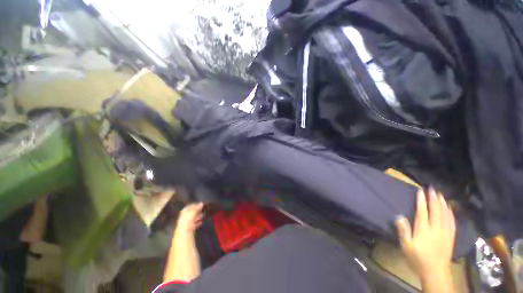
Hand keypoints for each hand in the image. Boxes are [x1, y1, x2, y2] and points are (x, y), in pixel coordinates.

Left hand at [175, 202, 203, 235]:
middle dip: (198, 211)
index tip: (202, 204)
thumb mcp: (192, 212)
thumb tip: (201, 203)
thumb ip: (197, 208)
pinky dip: (198, 222)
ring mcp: (187, 222)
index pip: (190, 206)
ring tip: (203, 215)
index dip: (195, 205)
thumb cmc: (187, 221)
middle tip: (204, 209)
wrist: (184, 233)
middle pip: (192, 212)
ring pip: (194, 218)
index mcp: (184, 211)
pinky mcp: (190, 228)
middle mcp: (185, 216)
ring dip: (199, 216)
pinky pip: (195, 223)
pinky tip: (201, 222)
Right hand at [395, 188, 455, 277]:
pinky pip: (452, 222)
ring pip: (445, 215)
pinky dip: (450, 213)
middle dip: (434, 199)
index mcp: (424, 230)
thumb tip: (399, 216)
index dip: (421, 201)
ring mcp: (445, 232)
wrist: (435, 272)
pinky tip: (450, 208)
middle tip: (432, 189)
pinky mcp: (451, 237)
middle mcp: (436, 229)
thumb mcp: (406, 246)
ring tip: (441, 195)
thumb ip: (403, 231)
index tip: (420, 191)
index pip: (423, 212)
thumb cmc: (418, 258)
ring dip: (443, 203)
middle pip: (436, 211)